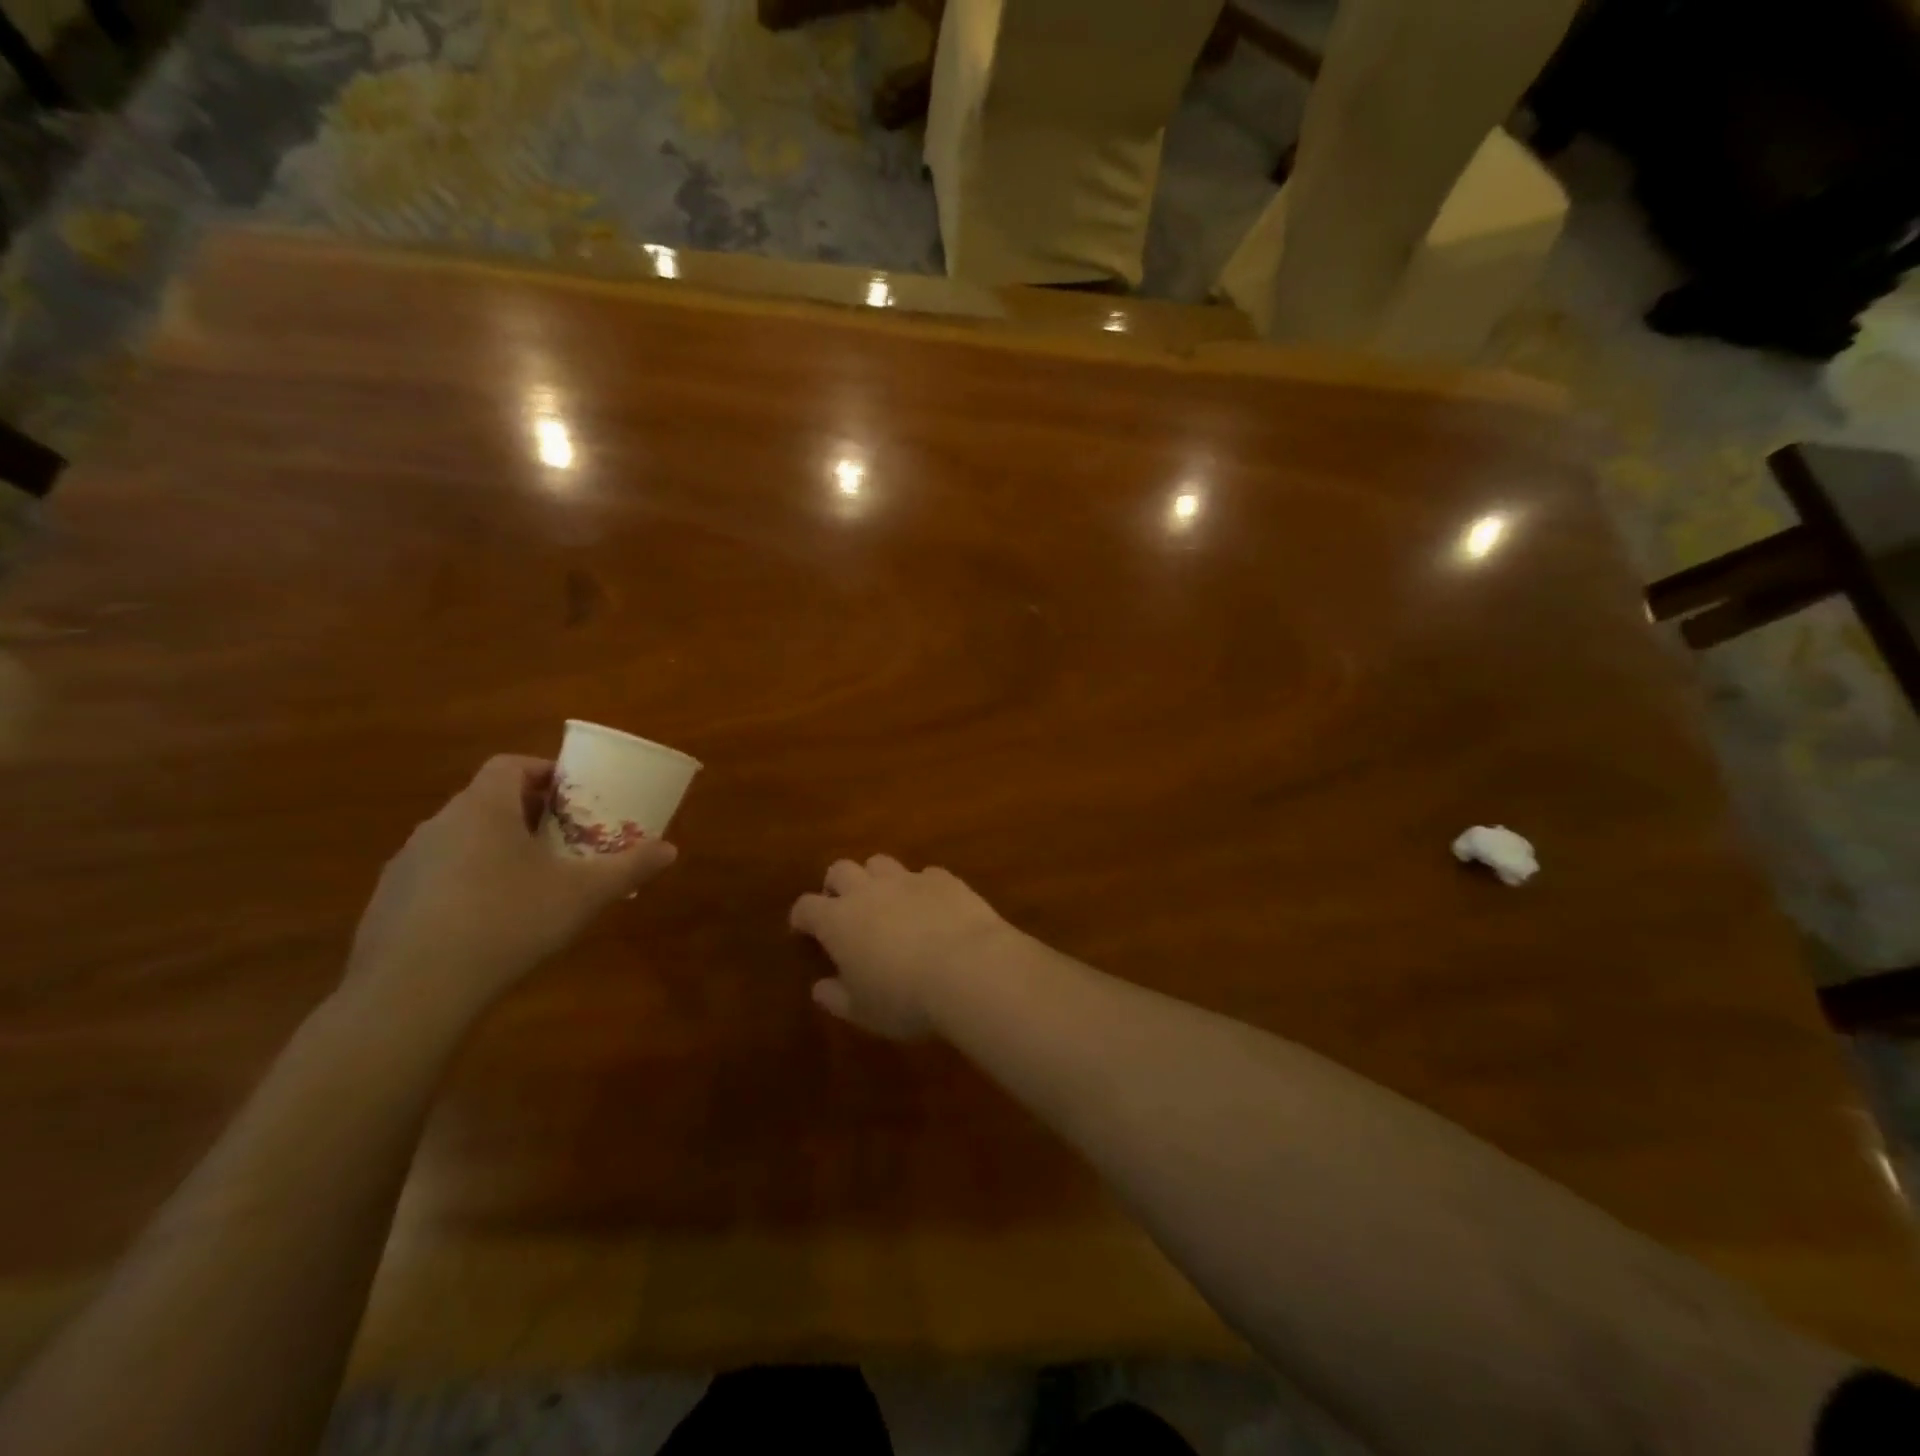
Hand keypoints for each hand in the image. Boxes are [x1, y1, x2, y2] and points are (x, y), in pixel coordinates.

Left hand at [347, 755, 676, 1018]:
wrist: (412, 992)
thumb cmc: (507, 922)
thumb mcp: (583, 894)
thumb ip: (629, 867)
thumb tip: (670, 849)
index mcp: (484, 808)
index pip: (509, 765)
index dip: (543, 772)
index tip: (572, 795)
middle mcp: (439, 824)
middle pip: (487, 801)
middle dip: (528, 813)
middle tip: (562, 839)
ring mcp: (407, 864)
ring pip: (461, 839)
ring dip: (495, 848)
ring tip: (529, 881)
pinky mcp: (388, 902)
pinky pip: (436, 876)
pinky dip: (465, 883)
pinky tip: (486, 921)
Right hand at [789, 856, 1015, 1038]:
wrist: (968, 968)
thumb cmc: (905, 999)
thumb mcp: (863, 1011)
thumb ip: (837, 997)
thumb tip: (820, 987)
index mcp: (838, 921)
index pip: (807, 907)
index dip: (802, 916)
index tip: (803, 928)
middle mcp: (868, 891)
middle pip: (841, 870)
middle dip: (837, 884)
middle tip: (843, 907)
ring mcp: (908, 880)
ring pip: (881, 862)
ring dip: (877, 878)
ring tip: (887, 901)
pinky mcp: (943, 879)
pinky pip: (925, 874)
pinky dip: (922, 887)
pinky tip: (932, 906)